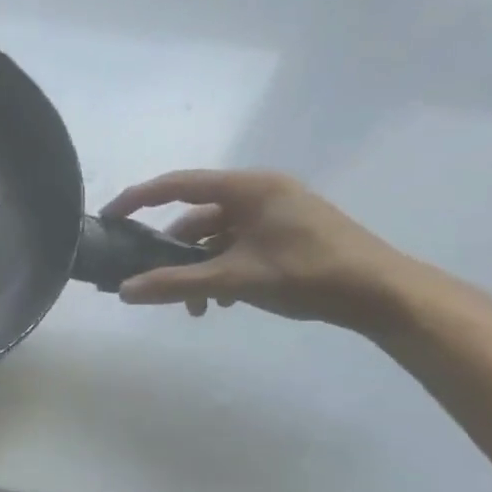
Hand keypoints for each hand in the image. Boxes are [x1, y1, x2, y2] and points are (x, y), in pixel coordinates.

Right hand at [100, 170, 418, 332]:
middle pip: (196, 216)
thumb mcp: (235, 279)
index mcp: (248, 188)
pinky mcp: (286, 233)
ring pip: (217, 237)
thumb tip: (124, 292)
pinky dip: (223, 269)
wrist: (383, 294)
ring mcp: (275, 213)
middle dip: (174, 254)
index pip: (177, 185)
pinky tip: (225, 301)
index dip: (138, 199)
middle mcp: (259, 192)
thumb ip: (176, 284)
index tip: (108, 218)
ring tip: (198, 306)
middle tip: (155, 284)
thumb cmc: (308, 274)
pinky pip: (238, 245)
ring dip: (199, 269)